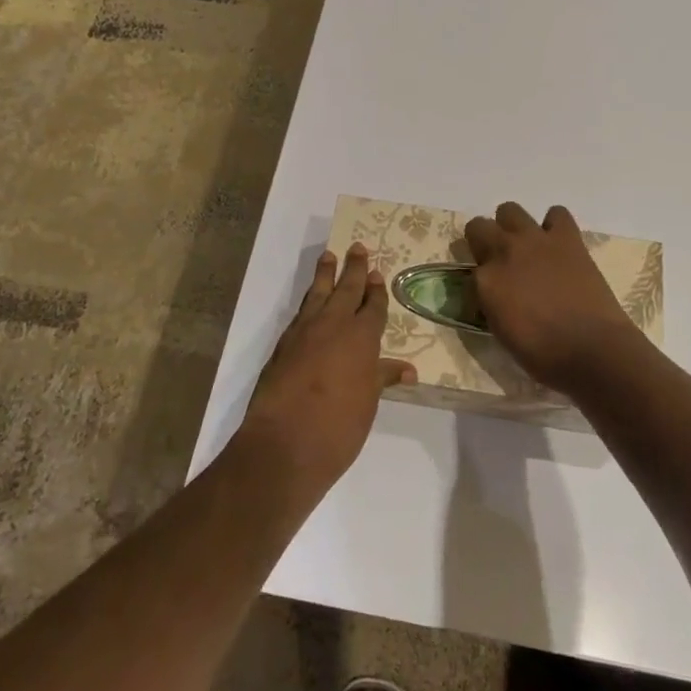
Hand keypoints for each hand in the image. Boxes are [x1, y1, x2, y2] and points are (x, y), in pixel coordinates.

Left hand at [238, 243, 415, 498]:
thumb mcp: (368, 402)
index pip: (372, 306)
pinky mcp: (283, 345)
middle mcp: (334, 325)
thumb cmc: (338, 426)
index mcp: (361, 337)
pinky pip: (301, 312)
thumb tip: (407, 369)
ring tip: (329, 255)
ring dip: (325, 274)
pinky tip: (310, 301)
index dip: (376, 290)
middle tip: (357, 247)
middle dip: (354, 268)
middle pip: (346, 289)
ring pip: (318, 293)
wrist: (284, 443)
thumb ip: (382, 378)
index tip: (377, 273)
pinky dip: (309, 301)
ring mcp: (304, 332)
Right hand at [464, 203, 646, 394]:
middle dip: (483, 242)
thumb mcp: (502, 333)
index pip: (468, 271)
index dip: (477, 282)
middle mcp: (504, 252)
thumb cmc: (544, 355)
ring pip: (509, 210)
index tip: (487, 295)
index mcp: (485, 281)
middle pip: (478, 227)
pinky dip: (554, 225)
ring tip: (525, 247)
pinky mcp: (567, 238)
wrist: (593, 350)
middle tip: (498, 263)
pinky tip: (556, 244)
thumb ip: (491, 305)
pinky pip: (556, 214)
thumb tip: (493, 295)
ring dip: (512, 226)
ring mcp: (536, 240)